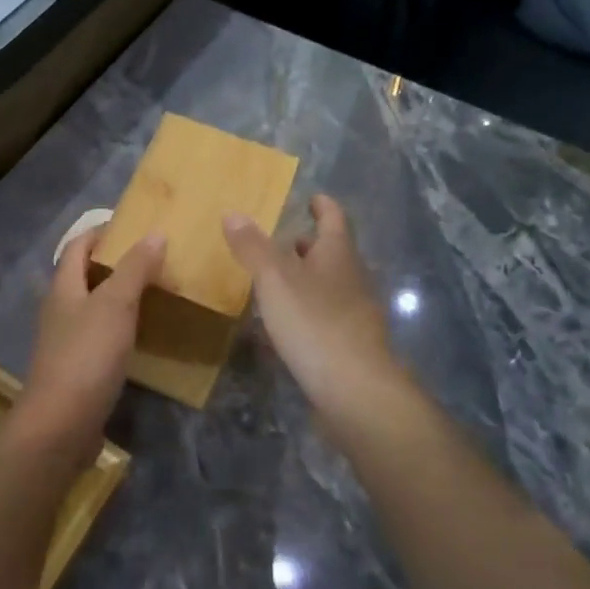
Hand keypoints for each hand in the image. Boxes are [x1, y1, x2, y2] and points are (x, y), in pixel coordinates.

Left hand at [25, 228, 166, 426]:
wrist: (61, 425)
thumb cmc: (87, 356)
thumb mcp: (115, 305)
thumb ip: (135, 269)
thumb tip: (155, 233)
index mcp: (63, 287)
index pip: (79, 245)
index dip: (103, 231)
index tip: (136, 226)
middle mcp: (61, 309)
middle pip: (86, 274)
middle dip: (117, 264)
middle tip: (155, 259)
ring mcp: (67, 341)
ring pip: (95, 307)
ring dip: (122, 297)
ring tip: (157, 293)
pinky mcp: (78, 369)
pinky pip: (101, 337)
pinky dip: (122, 328)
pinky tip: (144, 335)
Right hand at [224, 194, 412, 431]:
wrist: (355, 390)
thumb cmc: (315, 323)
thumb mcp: (275, 279)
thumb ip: (253, 247)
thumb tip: (233, 213)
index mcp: (338, 255)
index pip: (334, 219)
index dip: (323, 206)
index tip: (312, 198)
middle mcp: (352, 279)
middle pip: (332, 253)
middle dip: (309, 244)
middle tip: (281, 240)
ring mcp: (355, 314)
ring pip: (329, 285)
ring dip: (306, 278)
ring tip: (276, 280)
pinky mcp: (349, 345)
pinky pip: (325, 316)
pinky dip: (306, 310)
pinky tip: (285, 323)